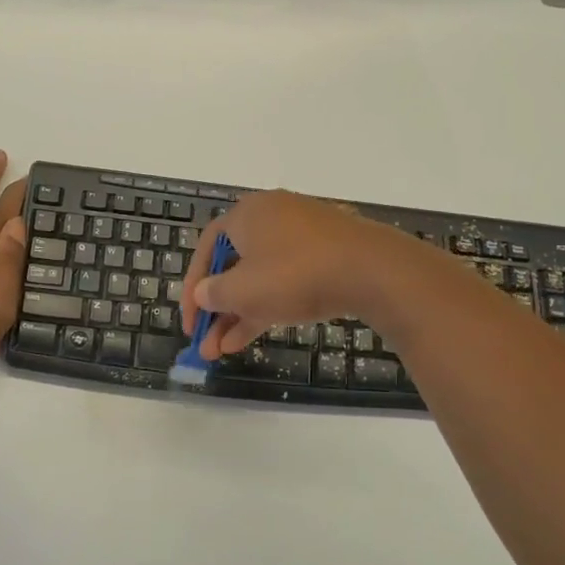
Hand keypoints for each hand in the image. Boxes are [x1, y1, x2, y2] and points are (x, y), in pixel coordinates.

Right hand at [180, 191, 415, 357]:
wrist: (373, 271)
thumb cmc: (295, 274)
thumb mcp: (243, 290)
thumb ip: (214, 294)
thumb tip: (204, 294)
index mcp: (247, 214)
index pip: (207, 249)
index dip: (192, 286)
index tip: (190, 321)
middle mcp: (273, 217)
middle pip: (234, 266)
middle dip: (217, 310)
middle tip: (206, 343)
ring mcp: (304, 235)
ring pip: (261, 278)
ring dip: (240, 314)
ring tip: (224, 351)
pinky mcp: (328, 254)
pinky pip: (287, 279)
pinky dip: (269, 305)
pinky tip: (255, 335)